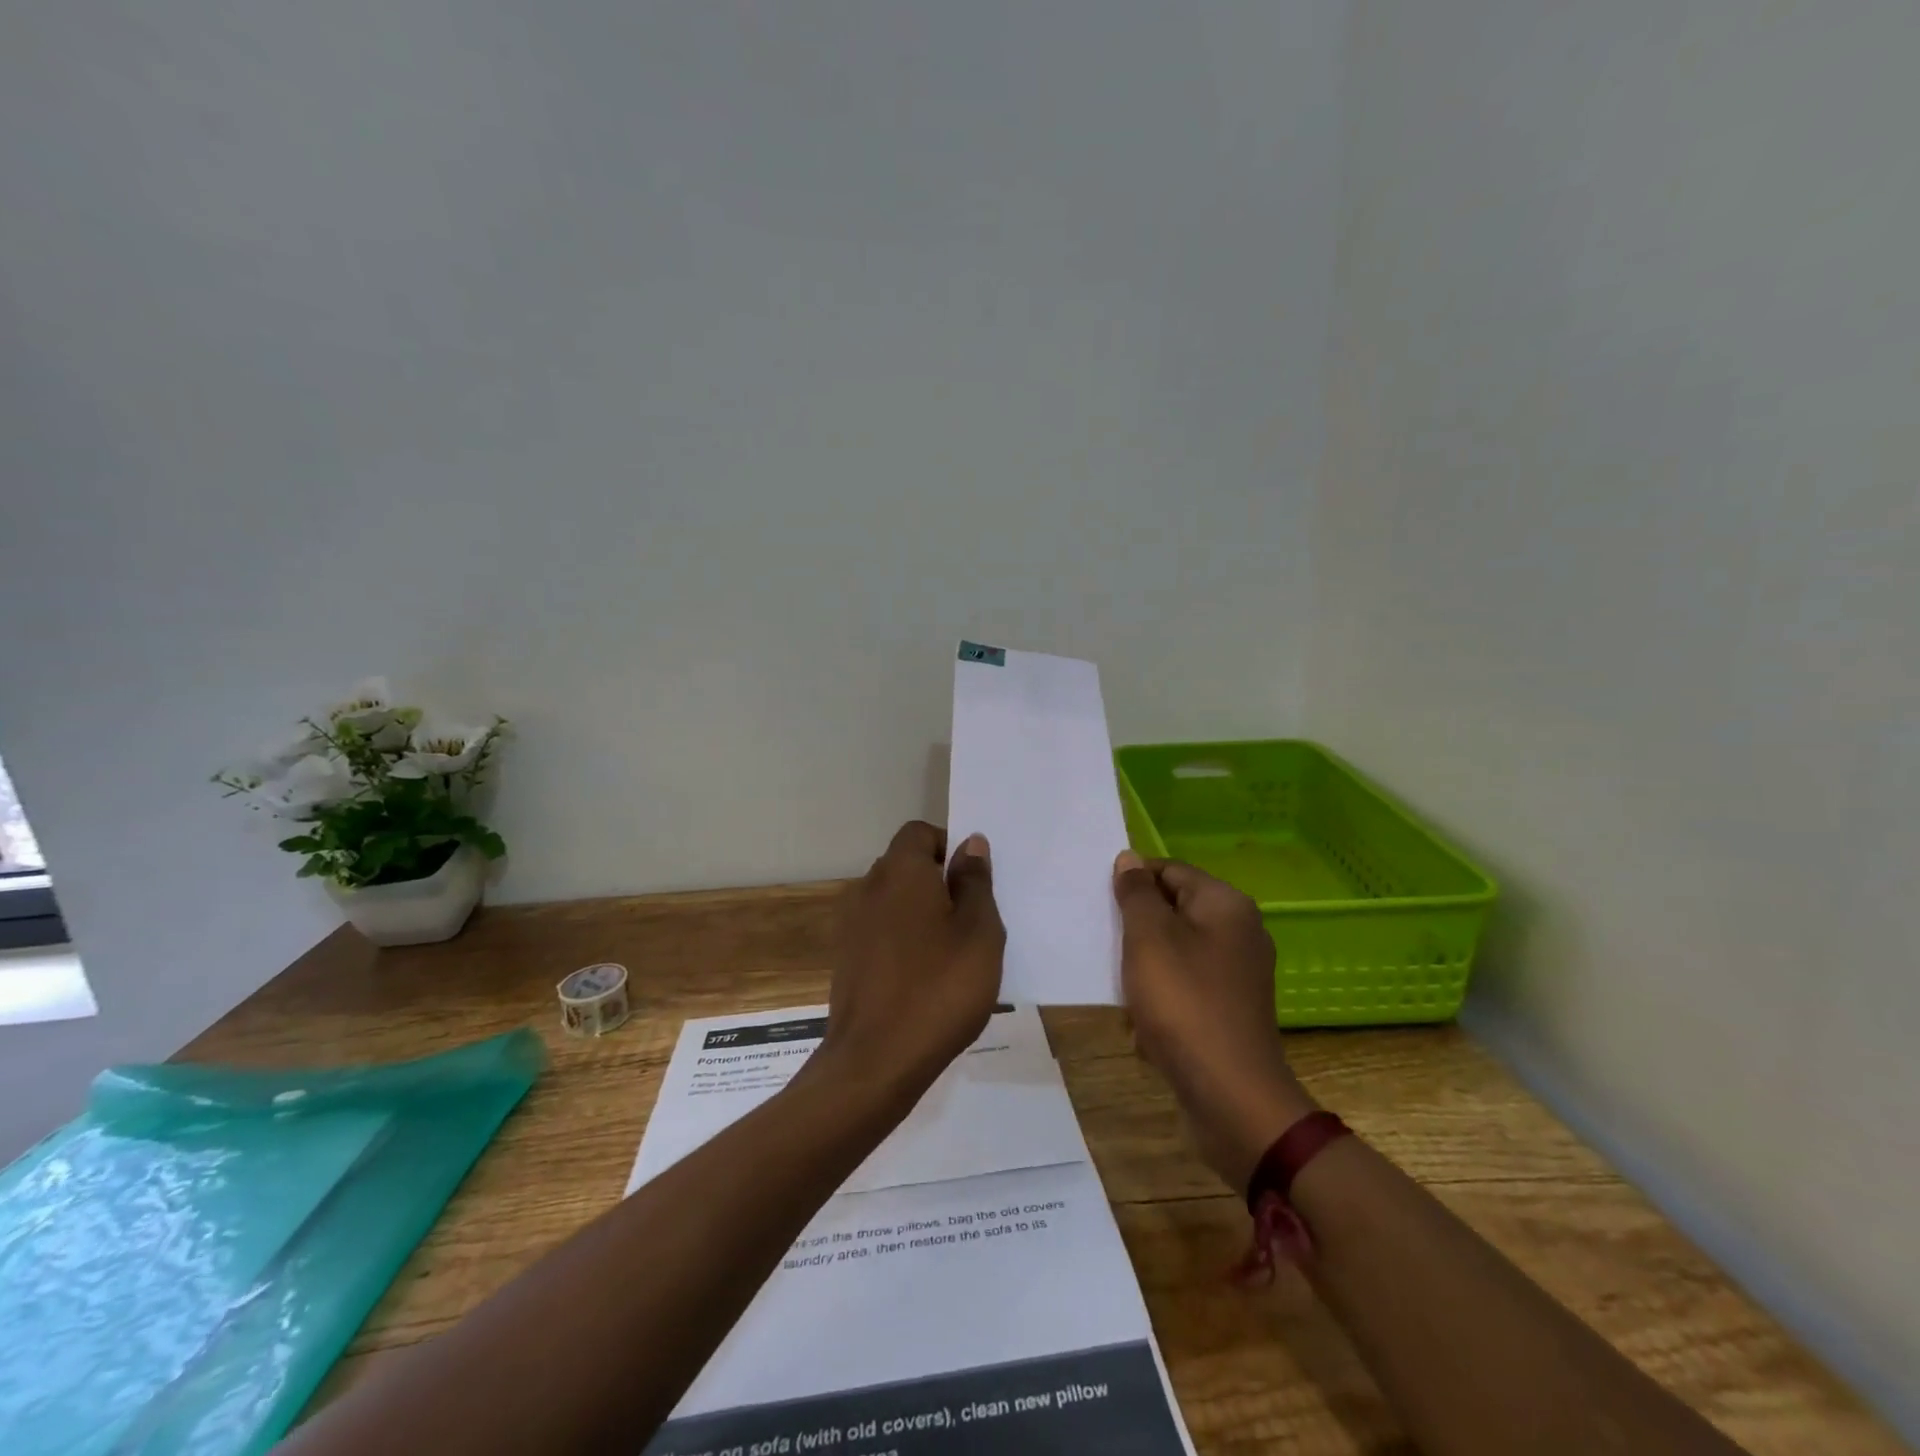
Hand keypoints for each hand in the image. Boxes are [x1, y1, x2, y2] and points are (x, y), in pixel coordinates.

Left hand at [814, 821, 1004, 1106]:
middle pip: (906, 866)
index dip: (948, 847)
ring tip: (952, 956)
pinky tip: (924, 980)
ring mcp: (851, 925)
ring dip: (921, 915)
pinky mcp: (846, 960)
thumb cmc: (939, 989)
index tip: (973, 882)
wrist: (875, 1061)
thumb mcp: (979, 933)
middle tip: (971, 921)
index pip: (920, 833)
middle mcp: (868, 888)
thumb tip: (971, 843)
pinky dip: (903, 942)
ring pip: (893, 902)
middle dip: (938, 883)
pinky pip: (881, 933)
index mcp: (901, 871)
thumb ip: (975, 882)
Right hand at [1113, 850, 1316, 1193]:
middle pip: (1174, 910)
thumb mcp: (1149, 938)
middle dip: (1136, 927)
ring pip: (1176, 950)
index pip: (1170, 870)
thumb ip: (1136, 894)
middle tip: (1104, 943)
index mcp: (1226, 905)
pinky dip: (1162, 996)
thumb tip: (1130, 859)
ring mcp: (1238, 973)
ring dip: (1144, 965)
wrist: (1230, 1096)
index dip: (1133, 881)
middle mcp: (1239, 932)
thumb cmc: (1184, 1003)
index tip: (1101, 904)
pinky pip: (1186, 986)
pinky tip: (1142, 1021)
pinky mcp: (1230, 1009)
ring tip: (1121, 986)